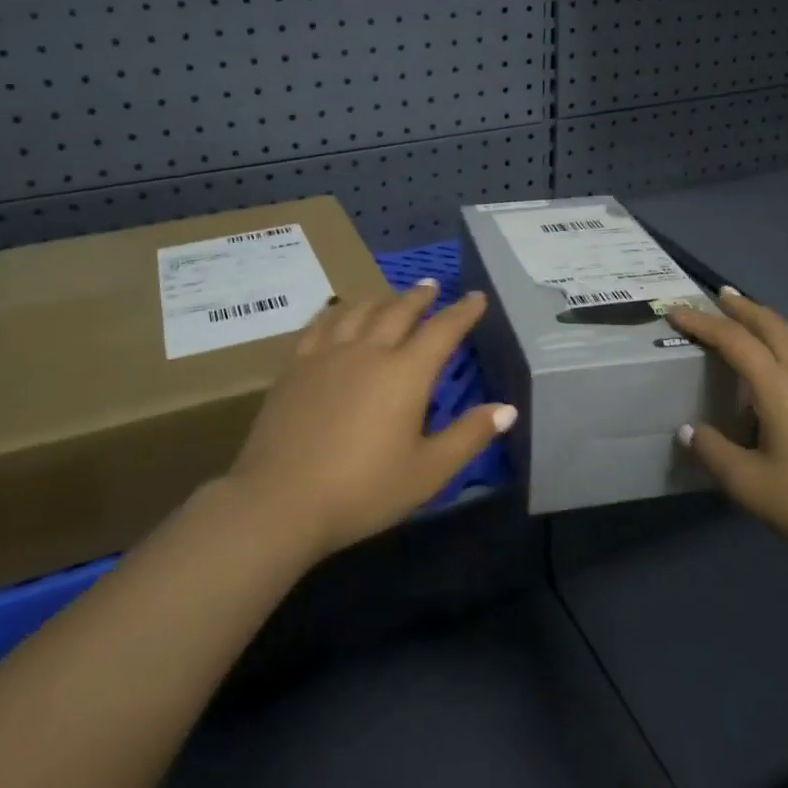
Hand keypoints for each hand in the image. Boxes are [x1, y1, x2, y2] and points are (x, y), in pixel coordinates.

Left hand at [226, 279, 513, 558]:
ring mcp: (328, 354)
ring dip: (381, 298)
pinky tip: (337, 312)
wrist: (280, 501)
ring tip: (389, 296)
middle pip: (399, 310)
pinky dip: (336, 311)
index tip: (476, 297)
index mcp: (406, 373)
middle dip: (420, 296)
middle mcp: (369, 351)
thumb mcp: (428, 472)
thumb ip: (469, 436)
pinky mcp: (295, 365)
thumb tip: (507, 408)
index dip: (463, 312)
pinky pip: (320, 324)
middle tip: (432, 285)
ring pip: (359, 311)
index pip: (443, 330)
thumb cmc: (362, 490)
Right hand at [667, 289, 787, 575]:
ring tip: (748, 317)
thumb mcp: (749, 485)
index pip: (734, 341)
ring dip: (767, 321)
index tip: (674, 312)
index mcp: (780, 387)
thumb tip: (689, 430)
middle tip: (718, 295)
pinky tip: (782, 360)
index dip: (702, 323)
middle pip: (772, 326)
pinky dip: (785, 341)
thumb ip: (713, 452)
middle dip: (743, 307)